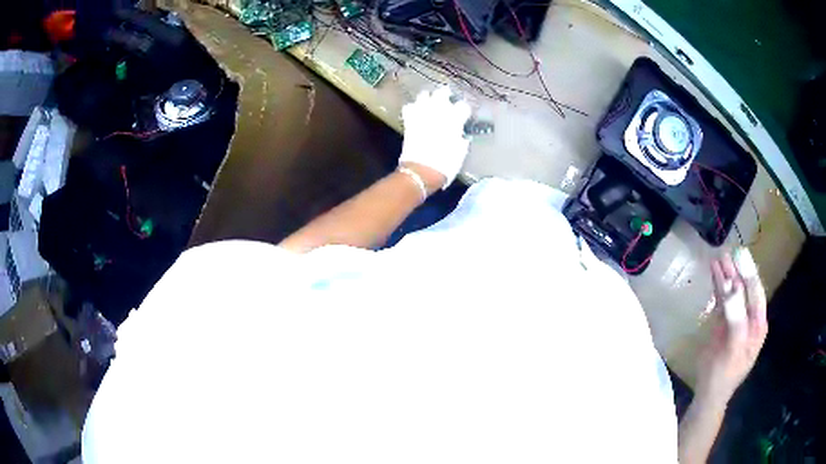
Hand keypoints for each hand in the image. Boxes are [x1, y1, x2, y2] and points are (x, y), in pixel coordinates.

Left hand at [399, 86, 471, 189]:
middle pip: (442, 94)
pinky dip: (412, 107)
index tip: (464, 112)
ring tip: (429, 99)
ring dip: (427, 97)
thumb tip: (461, 136)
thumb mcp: (460, 155)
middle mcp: (438, 114)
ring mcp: (422, 116)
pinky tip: (415, 109)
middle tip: (447, 95)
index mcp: (455, 121)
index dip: (463, 108)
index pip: (462, 106)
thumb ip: (461, 141)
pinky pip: (409, 108)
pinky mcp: (409, 122)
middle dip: (445, 93)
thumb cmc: (445, 166)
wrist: (421, 172)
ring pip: (424, 96)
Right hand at [695, 249, 767, 406]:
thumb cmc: (724, 374)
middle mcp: (750, 318)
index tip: (740, 255)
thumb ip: (736, 319)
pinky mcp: (723, 322)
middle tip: (727, 252)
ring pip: (732, 292)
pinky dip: (718, 285)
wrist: (709, 393)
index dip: (749, 274)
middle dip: (737, 271)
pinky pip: (722, 299)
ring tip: (718, 257)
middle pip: (744, 289)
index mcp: (758, 324)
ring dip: (726, 275)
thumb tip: (732, 290)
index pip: (756, 293)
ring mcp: (736, 319)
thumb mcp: (733, 350)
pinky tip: (714, 272)